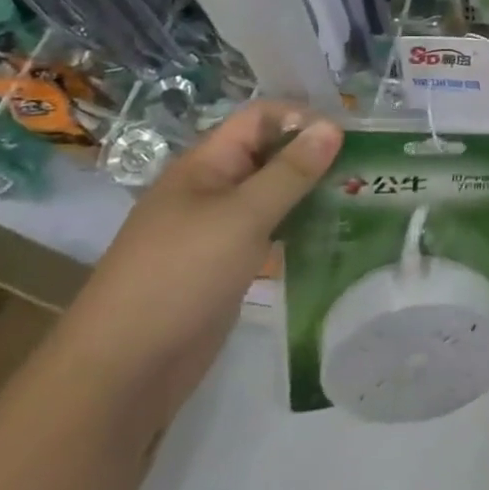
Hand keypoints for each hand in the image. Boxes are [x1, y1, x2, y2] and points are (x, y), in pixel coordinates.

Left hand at [63, 101, 342, 424]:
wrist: (122, 372)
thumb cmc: (180, 277)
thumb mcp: (241, 217)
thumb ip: (290, 172)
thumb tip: (333, 125)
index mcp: (206, 164)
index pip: (260, 118)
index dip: (302, 117)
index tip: (350, 135)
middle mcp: (212, 189)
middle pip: (269, 155)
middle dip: (314, 156)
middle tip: (366, 168)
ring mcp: (218, 230)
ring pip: (272, 196)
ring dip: (311, 193)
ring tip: (359, 198)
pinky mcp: (226, 266)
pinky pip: (269, 233)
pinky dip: (298, 228)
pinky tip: (333, 236)